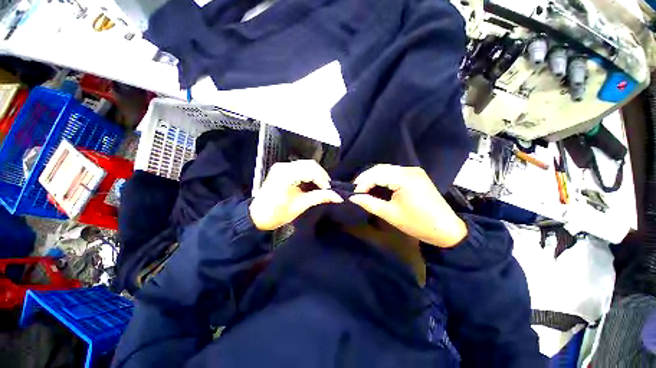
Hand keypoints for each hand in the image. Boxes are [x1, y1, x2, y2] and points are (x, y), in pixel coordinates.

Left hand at [249, 160, 342, 230]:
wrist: (258, 215)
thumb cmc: (277, 213)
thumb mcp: (300, 206)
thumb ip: (320, 197)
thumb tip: (338, 196)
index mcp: (286, 175)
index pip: (311, 171)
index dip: (323, 179)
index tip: (329, 190)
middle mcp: (283, 166)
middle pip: (310, 164)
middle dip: (321, 175)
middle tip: (327, 188)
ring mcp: (282, 166)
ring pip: (306, 164)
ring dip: (316, 174)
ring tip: (321, 186)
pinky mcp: (282, 169)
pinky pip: (300, 167)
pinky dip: (309, 173)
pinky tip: (312, 183)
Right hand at [349, 165, 466, 247]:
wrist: (446, 229)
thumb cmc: (417, 223)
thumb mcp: (390, 214)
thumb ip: (369, 203)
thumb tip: (353, 197)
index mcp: (404, 178)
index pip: (376, 175)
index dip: (362, 183)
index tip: (354, 194)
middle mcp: (409, 170)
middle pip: (381, 169)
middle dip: (366, 178)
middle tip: (356, 190)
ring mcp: (414, 171)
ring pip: (387, 169)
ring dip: (374, 177)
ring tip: (364, 188)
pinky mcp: (416, 175)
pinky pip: (394, 172)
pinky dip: (383, 178)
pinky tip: (377, 185)